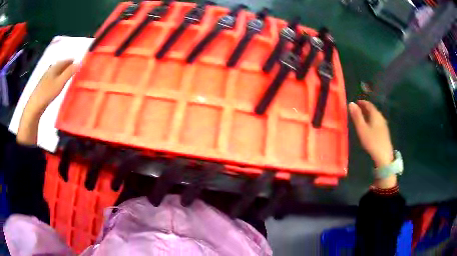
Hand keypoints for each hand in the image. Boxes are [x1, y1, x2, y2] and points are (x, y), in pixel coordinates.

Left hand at [17, 60, 76, 144]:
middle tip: (75, 69)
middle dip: (68, 66)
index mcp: (55, 67)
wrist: (35, 105)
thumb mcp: (61, 82)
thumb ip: (70, 72)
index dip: (73, 61)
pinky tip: (58, 84)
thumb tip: (81, 62)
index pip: (66, 60)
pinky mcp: (44, 85)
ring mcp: (46, 77)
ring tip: (68, 76)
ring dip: (63, 72)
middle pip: (61, 65)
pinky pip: (53, 77)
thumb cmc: (48, 93)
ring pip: (57, 71)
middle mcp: (50, 69)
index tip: (79, 64)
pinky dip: (58, 78)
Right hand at [349, 100, 393, 168]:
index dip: (361, 102)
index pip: (368, 104)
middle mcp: (381, 117)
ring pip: (375, 116)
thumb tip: (351, 103)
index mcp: (375, 114)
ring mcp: (383, 124)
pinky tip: (368, 126)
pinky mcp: (384, 132)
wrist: (384, 156)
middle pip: (372, 109)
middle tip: (356, 110)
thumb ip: (357, 116)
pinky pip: (376, 122)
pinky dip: (371, 120)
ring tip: (361, 118)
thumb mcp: (362, 129)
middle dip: (364, 108)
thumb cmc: (372, 141)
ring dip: (368, 115)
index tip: (355, 103)